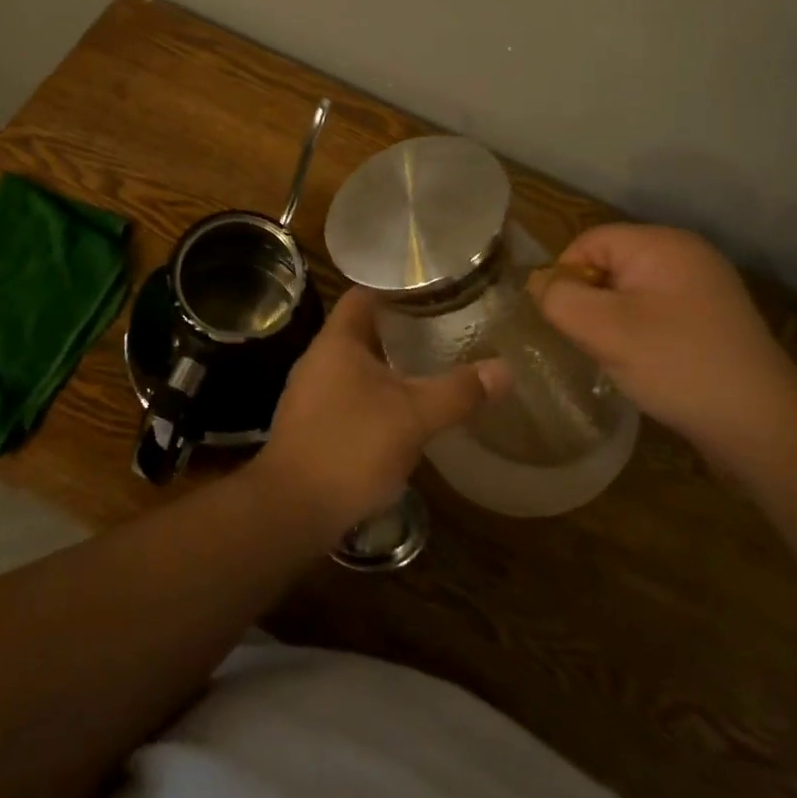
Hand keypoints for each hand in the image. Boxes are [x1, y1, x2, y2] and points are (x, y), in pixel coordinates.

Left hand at [251, 287, 495, 542]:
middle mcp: (318, 358)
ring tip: (429, 368)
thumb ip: (458, 391)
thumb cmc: (351, 447)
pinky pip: (347, 397)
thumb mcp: (414, 417)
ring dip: (388, 366)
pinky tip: (401, 415)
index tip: (433, 290)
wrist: (292, 510)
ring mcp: (309, 393)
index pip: (364, 293)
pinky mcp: (310, 426)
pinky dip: (375, 397)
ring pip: (355, 366)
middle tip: (443, 329)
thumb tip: (504, 369)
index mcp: (337, 340)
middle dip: (399, 329)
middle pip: (361, 329)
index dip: (396, 287)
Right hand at [534, 224, 796, 472]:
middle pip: (608, 264)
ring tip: (620, 357)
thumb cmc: (677, 365)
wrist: (764, 427)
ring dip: (614, 321)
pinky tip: (648, 363)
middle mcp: (685, 253)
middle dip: (591, 302)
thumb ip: (558, 298)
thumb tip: (539, 284)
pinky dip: (640, 332)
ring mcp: (704, 286)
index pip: (588, 242)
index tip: (568, 322)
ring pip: (629, 291)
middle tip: (594, 342)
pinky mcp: (712, 317)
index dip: (567, 279)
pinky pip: (655, 310)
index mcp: (662, 243)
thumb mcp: (604, 330)